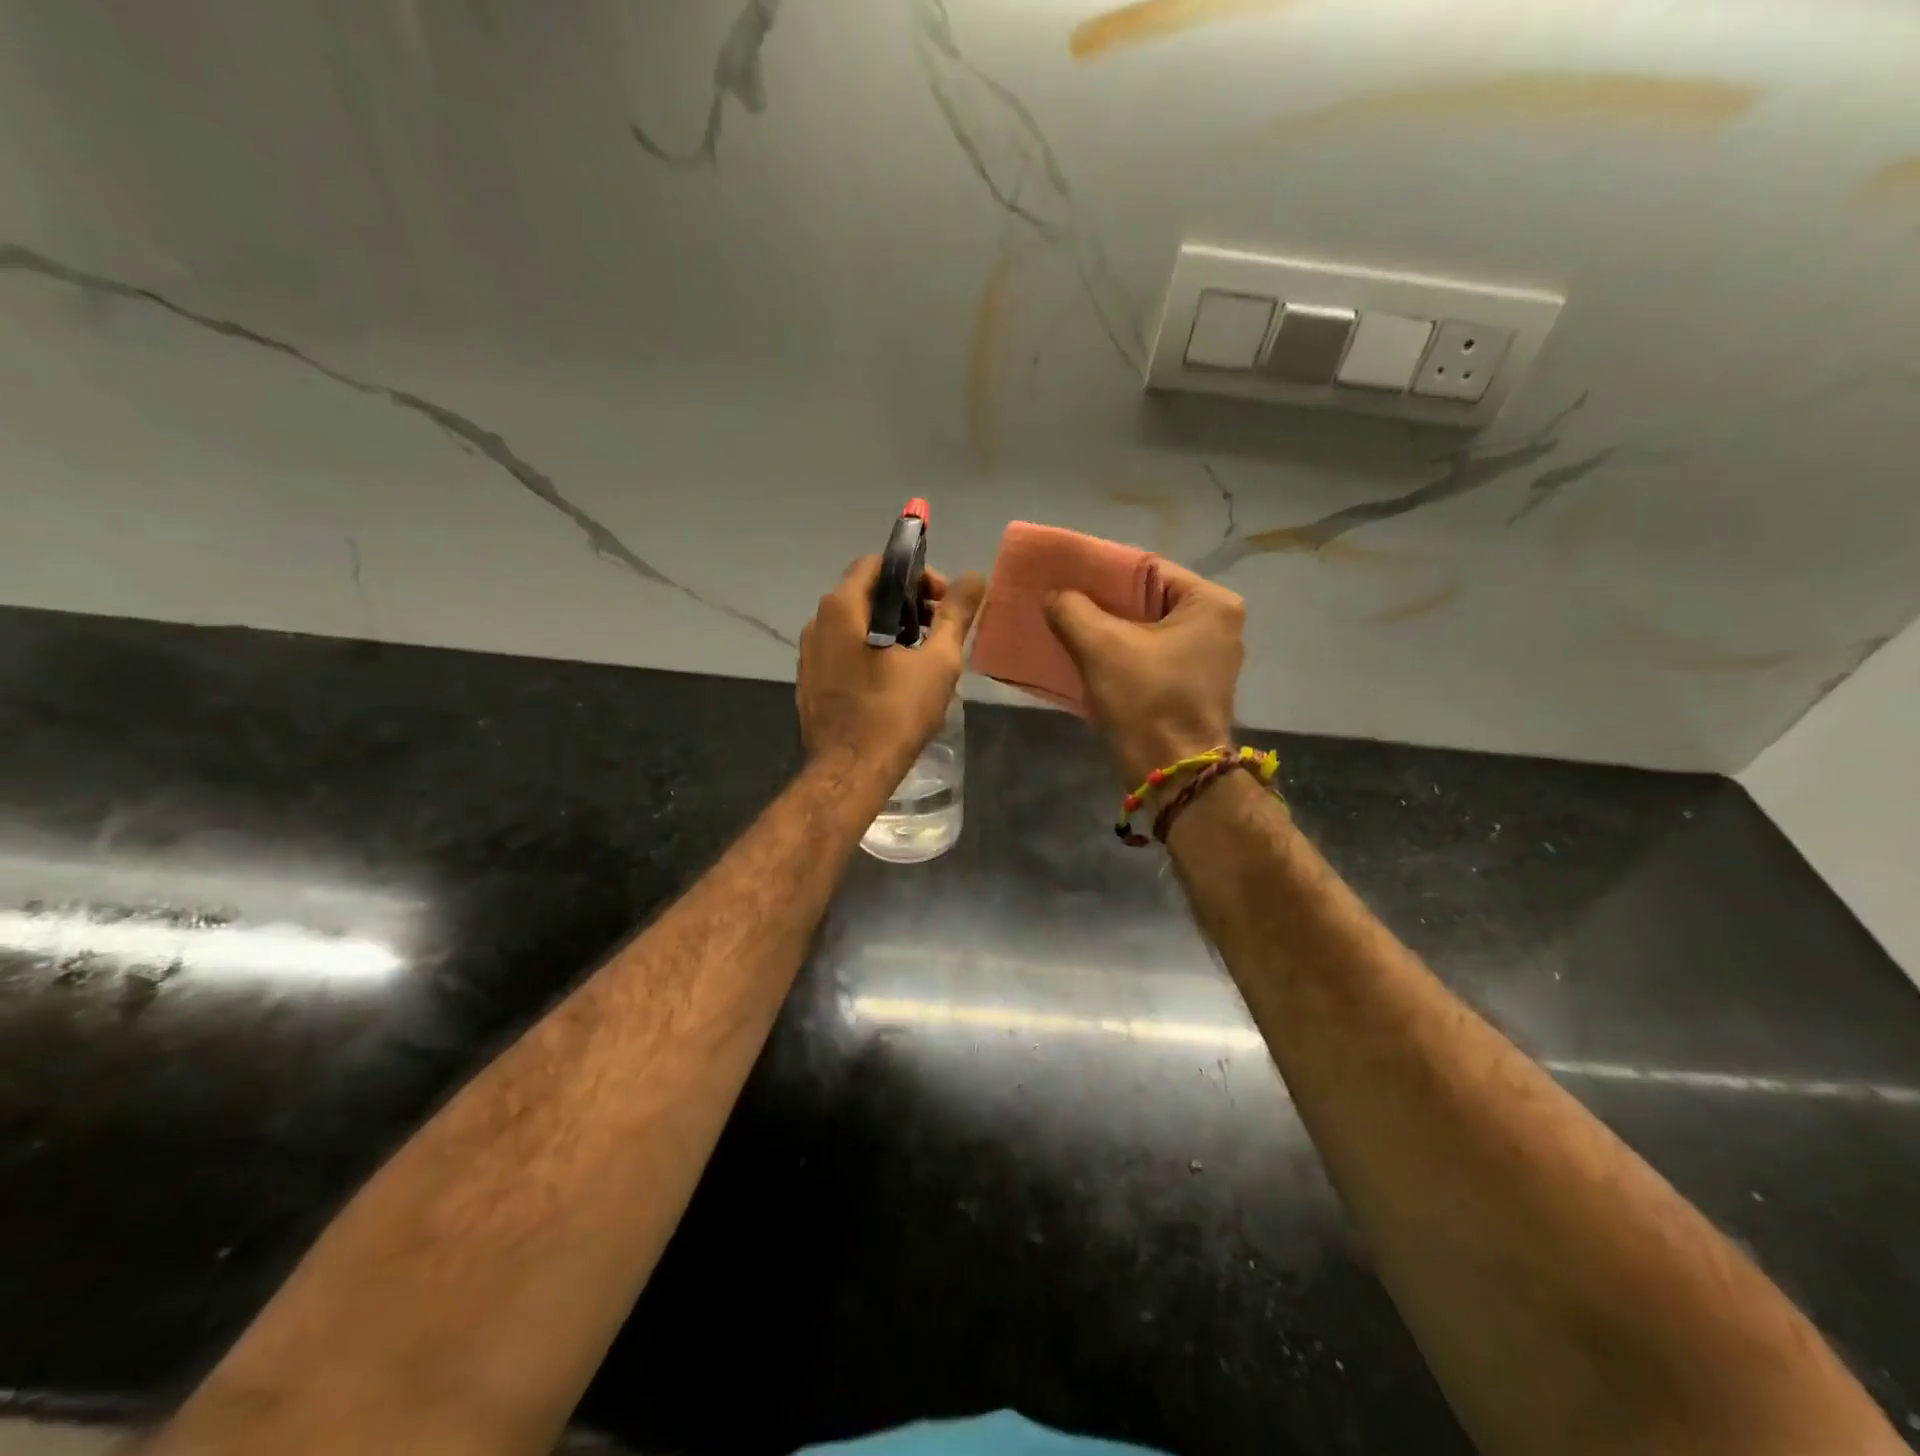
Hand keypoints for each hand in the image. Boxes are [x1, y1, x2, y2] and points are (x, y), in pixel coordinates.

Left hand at [798, 556, 985, 773]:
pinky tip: (894, 681)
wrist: (850, 773)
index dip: (916, 575)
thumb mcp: (938, 661)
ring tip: (922, 658)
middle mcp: (817, 623)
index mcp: (843, 608)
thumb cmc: (895, 713)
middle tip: (939, 631)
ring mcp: (809, 655)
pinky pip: (843, 652)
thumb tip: (975, 577)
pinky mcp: (810, 683)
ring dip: (891, 629)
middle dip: (907, 604)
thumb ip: (956, 615)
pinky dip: (871, 652)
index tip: (943, 603)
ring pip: (855, 625)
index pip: (878, 564)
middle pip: (866, 593)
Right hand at [1044, 561, 1244, 784]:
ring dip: (1109, 631)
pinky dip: (1121, 655)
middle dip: (1104, 603)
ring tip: (1069, 629)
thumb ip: (1072, 609)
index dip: (1104, 572)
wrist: (1173, 773)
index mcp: (1211, 603)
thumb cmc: (1147, 700)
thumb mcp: (1101, 646)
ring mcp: (1208, 659)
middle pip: (1148, 600)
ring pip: (1147, 631)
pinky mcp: (1193, 687)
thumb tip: (1054, 595)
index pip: (1149, 569)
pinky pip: (1150, 657)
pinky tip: (1089, 659)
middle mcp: (1219, 625)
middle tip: (1063, 602)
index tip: (1068, 578)